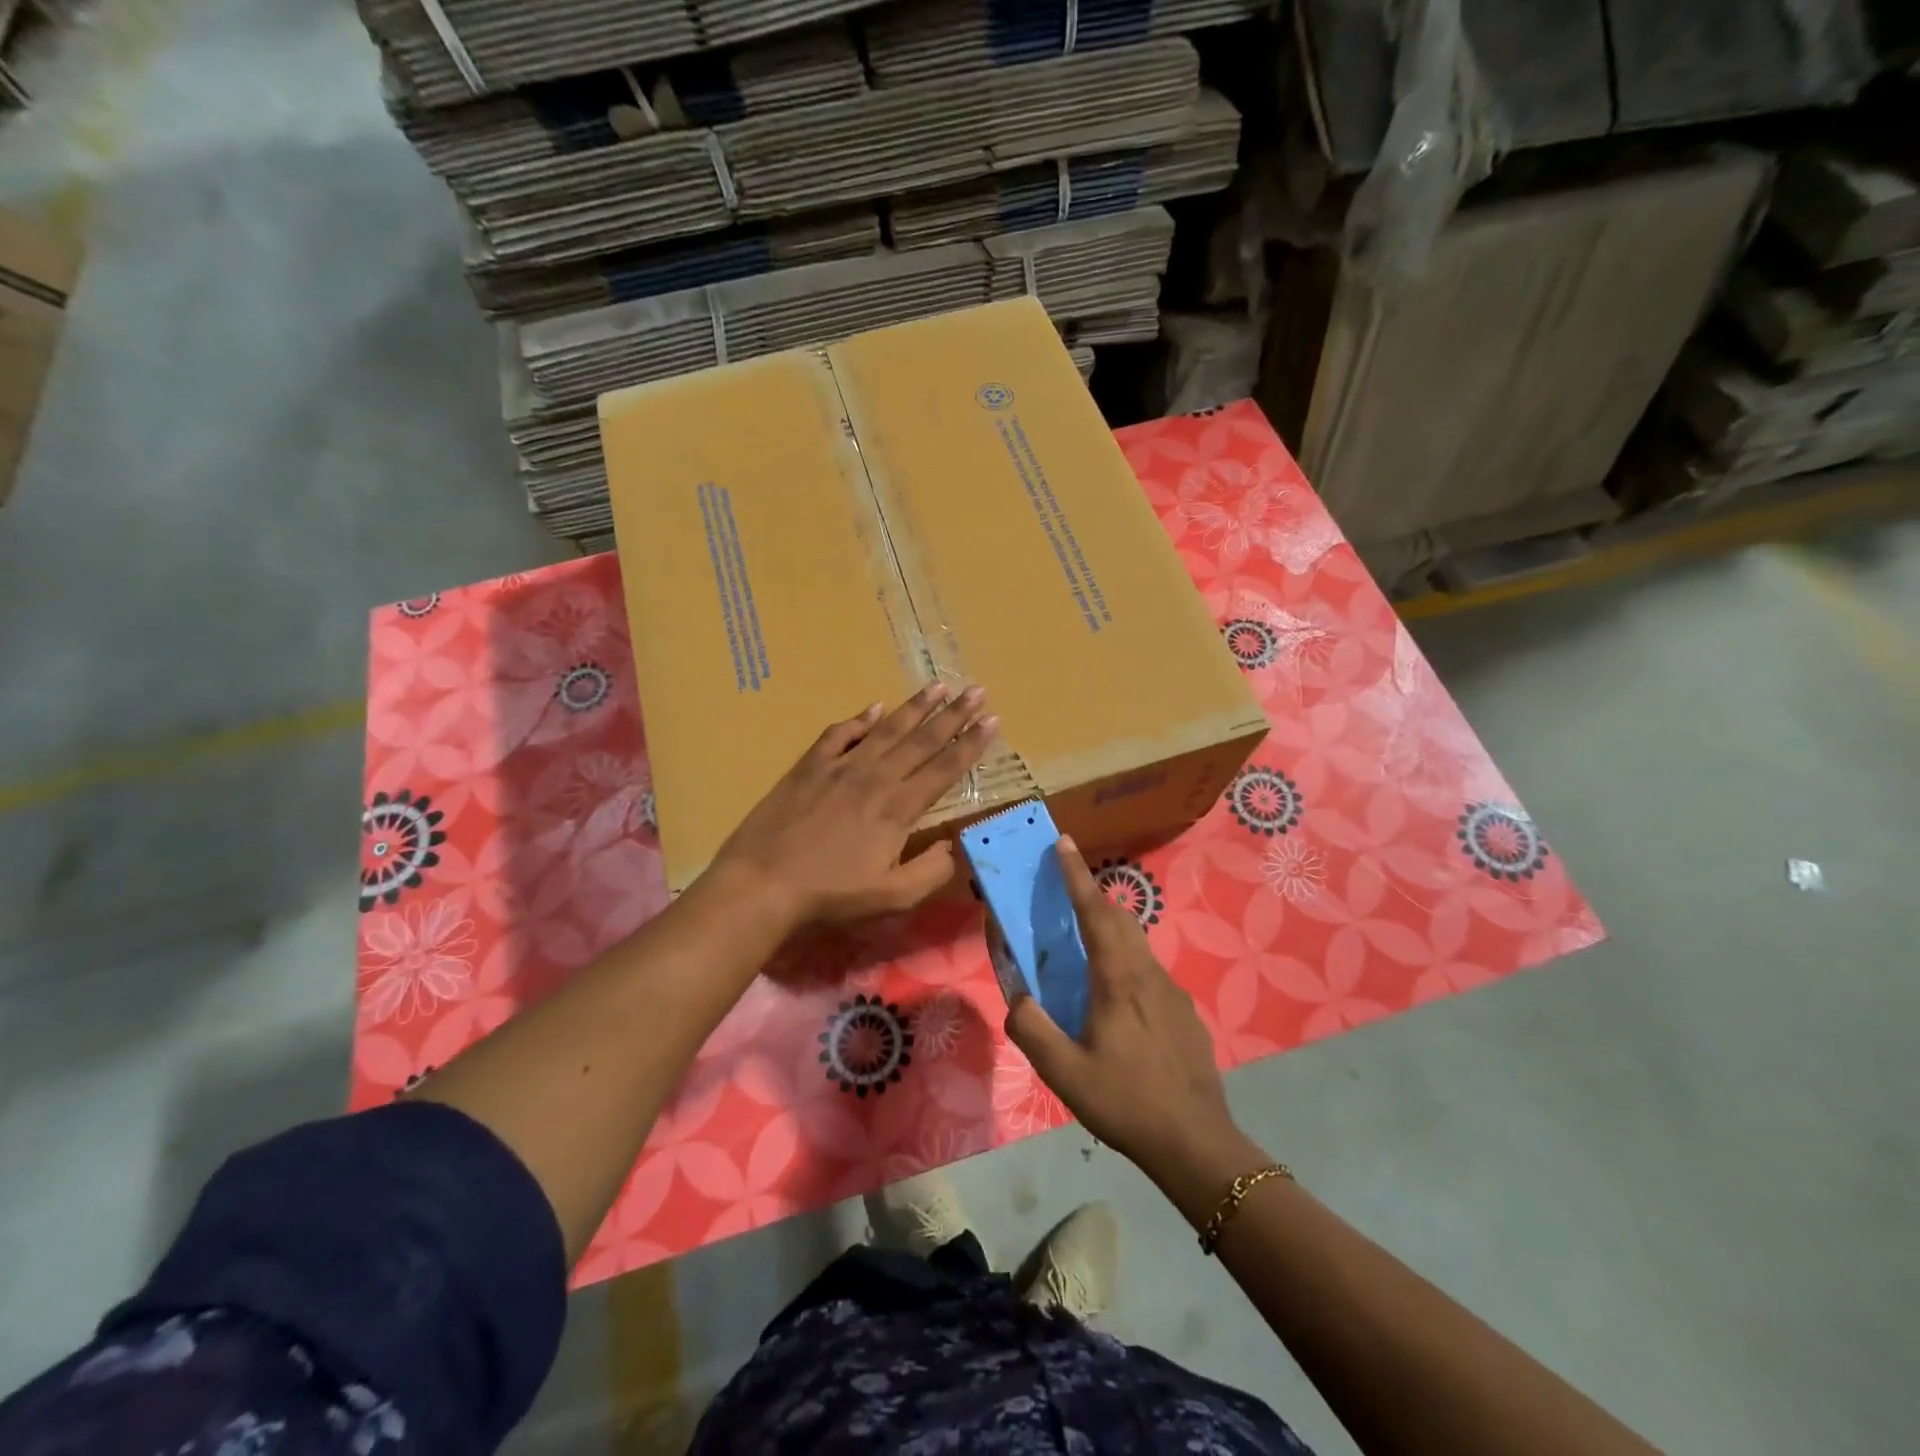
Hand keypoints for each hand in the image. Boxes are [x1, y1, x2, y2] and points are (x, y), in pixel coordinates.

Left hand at [711, 683, 996, 925]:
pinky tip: (874, 708)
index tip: (993, 720)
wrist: (765, 882)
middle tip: (977, 690)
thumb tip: (953, 848)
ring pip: (887, 729)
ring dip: (915, 706)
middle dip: (954, 714)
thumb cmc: (831, 894)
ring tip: (938, 685)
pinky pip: (840, 734)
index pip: (944, 768)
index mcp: (899, 808)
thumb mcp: (891, 897)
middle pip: (922, 740)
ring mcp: (841, 767)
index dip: (971, 744)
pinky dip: (859, 719)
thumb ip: (930, 872)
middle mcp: (876, 777)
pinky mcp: (810, 765)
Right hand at [1006, 838, 1240, 1175]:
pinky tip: (1117, 999)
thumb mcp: (1064, 1073)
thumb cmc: (1126, 1102)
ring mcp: (1172, 993)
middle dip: (1092, 895)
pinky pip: (1149, 971)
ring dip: (1110, 928)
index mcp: (1118, 979)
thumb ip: (1032, 1030)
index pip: (1095, 912)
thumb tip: (1017, 999)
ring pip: (1137, 944)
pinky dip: (1126, 961)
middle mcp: (1148, 974)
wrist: (1196, 1143)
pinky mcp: (1184, 1014)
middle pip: (1120, 919)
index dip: (1077, 875)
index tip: (1064, 842)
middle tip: (1067, 886)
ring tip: (1086, 941)